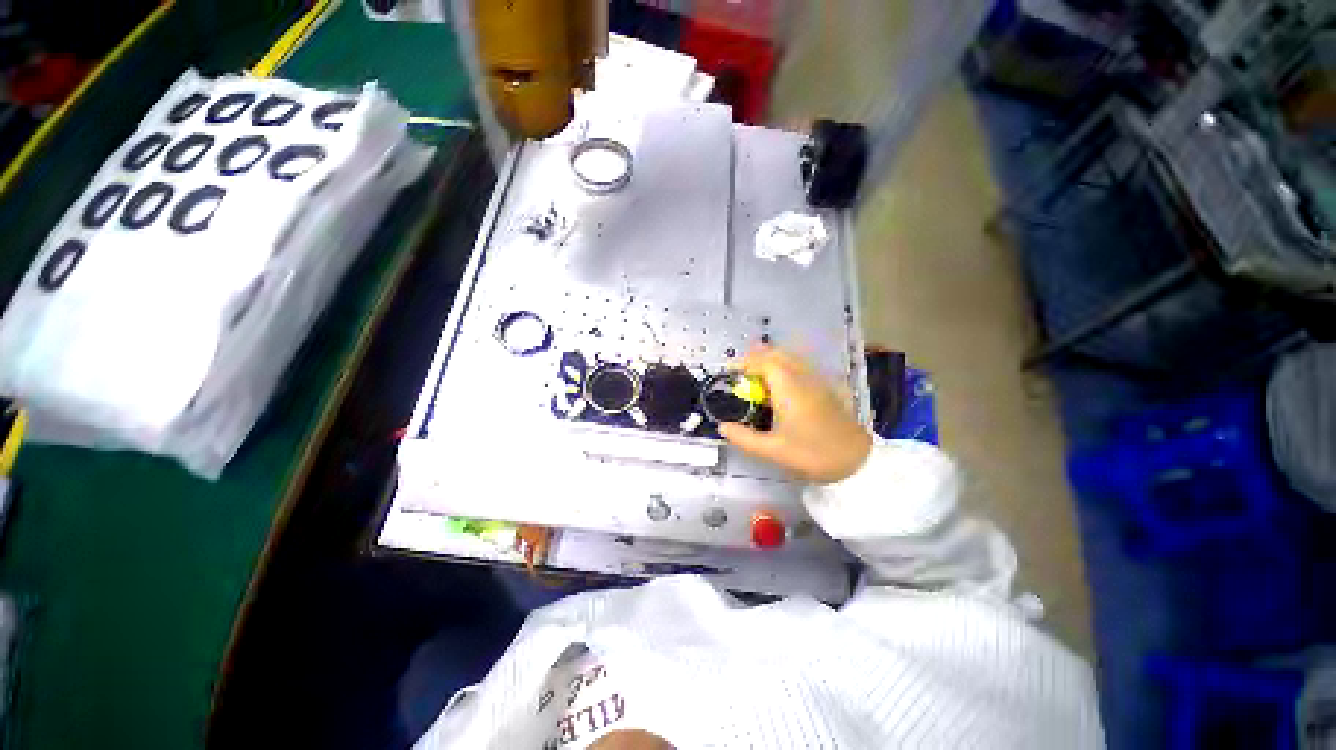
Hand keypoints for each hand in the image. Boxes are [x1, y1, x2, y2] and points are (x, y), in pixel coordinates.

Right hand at [719, 346, 871, 483]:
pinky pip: (800, 366)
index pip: (762, 361)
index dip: (743, 363)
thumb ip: (743, 438)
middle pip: (776, 353)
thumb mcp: (772, 450)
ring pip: (790, 357)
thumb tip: (722, 427)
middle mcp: (801, 376)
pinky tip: (780, 385)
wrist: (856, 460)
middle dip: (755, 357)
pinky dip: (784, 366)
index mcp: (787, 387)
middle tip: (741, 373)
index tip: (729, 373)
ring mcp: (816, 379)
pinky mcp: (825, 386)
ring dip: (770, 360)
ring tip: (756, 376)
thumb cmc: (812, 454)